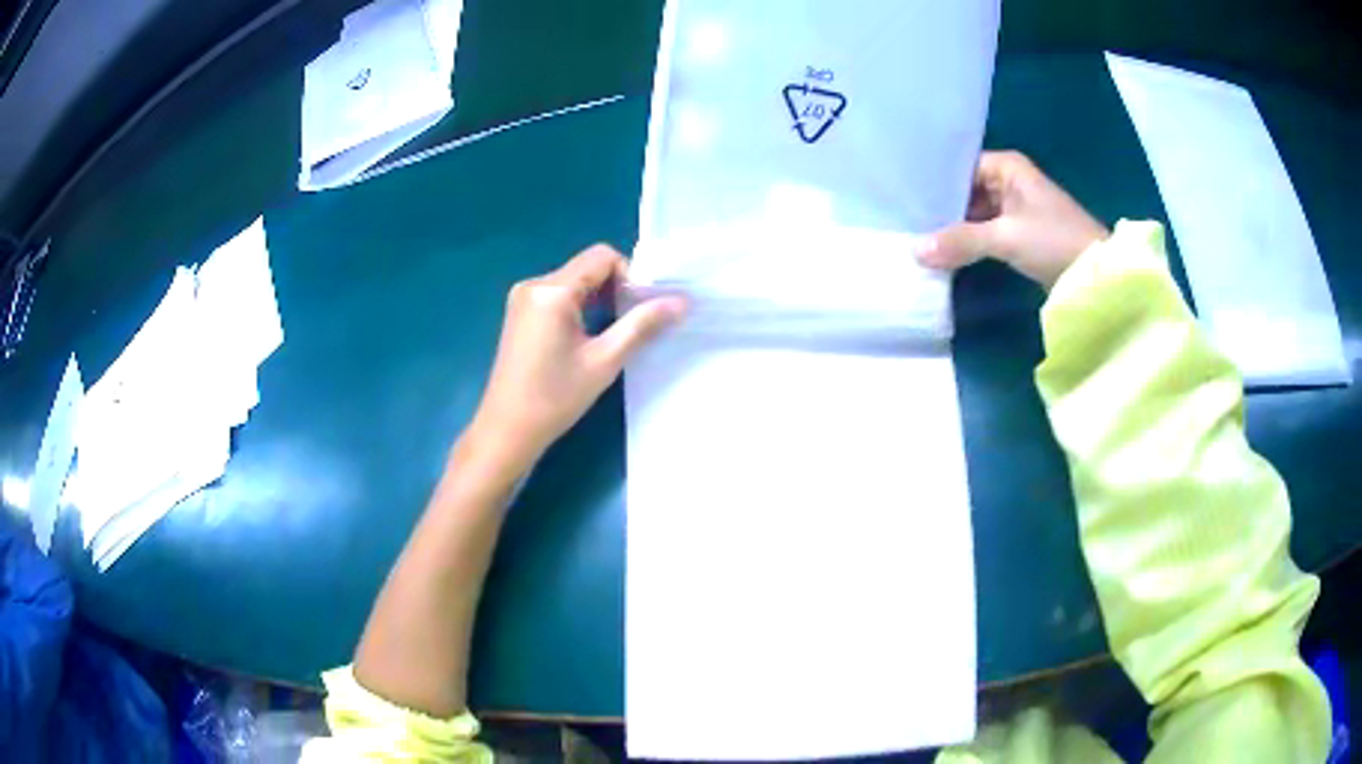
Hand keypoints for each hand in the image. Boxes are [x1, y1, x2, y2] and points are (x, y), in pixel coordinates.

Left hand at [470, 245, 685, 463]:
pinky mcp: (520, 313)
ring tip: (611, 336)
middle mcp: (534, 284)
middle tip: (631, 326)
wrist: (507, 430)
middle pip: (588, 267)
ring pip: (575, 282)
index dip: (629, 276)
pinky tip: (586, 339)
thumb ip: (642, 325)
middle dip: (616, 289)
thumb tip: (682, 301)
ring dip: (599, 300)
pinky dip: (580, 308)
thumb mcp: (604, 360)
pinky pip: (559, 296)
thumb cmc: (555, 398)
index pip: (602, 256)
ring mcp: (523, 298)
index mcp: (552, 290)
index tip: (639, 311)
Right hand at [918, 151, 1108, 288]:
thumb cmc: (1054, 241)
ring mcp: (1015, 209)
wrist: (1097, 276)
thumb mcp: (1005, 238)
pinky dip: (969, 242)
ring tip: (918, 237)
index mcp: (1008, 167)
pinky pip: (985, 232)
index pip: (960, 167)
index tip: (904, 198)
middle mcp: (1010, 181)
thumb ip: (960, 241)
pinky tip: (945, 252)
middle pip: (965, 190)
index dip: (934, 182)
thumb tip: (914, 252)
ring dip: (954, 228)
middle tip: (905, 221)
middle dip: (940, 208)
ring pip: (974, 213)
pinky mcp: (1020, 234)